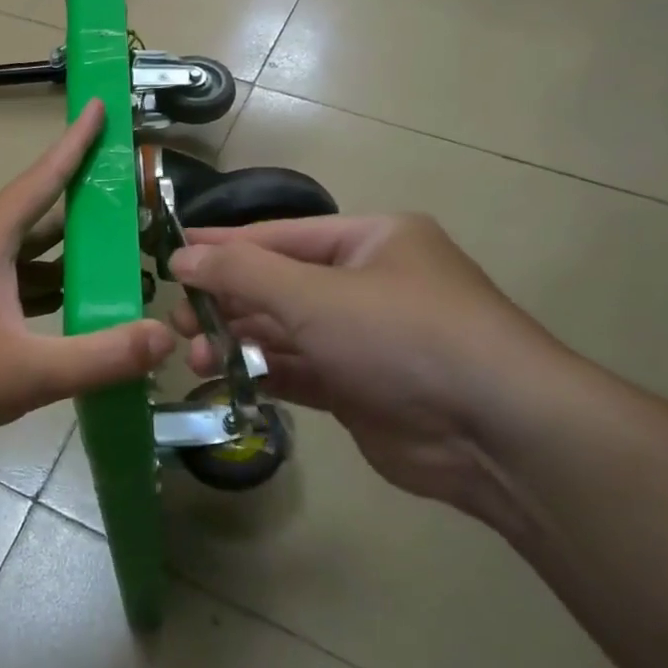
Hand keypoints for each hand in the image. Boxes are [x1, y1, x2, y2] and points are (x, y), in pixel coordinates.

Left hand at [0, 100, 173, 458]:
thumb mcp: (26, 372)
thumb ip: (100, 357)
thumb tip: (165, 338)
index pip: (42, 178)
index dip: (76, 143)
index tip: (98, 106)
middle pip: (33, 219)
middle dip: (80, 214)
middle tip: (126, 210)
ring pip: (13, 257)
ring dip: (55, 261)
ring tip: (103, 269)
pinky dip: (28, 290)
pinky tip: (51, 316)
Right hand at [168, 215, 569, 519]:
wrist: (495, 432)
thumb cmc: (402, 335)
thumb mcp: (315, 294)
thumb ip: (243, 272)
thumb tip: (182, 258)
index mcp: (369, 240)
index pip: (279, 235)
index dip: (223, 245)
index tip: (172, 256)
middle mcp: (368, 284)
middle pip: (279, 284)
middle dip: (227, 301)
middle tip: (178, 321)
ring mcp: (365, 340)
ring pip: (286, 332)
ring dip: (240, 341)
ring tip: (195, 356)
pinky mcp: (361, 389)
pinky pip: (300, 371)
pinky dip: (263, 373)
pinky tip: (224, 378)